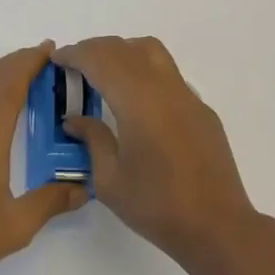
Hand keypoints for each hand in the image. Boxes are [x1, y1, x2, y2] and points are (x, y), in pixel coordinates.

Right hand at [53, 36, 257, 267]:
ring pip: (151, 51)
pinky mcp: (201, 108)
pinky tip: (138, 101)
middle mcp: (162, 87)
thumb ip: (92, 140)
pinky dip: (145, 71)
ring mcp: (186, 95)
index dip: (75, 54)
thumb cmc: (157, 206)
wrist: (217, 226)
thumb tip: (75, 120)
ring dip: (123, 51)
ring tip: (105, 73)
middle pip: (124, 48)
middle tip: (74, 65)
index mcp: (137, 101)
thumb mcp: (110, 180)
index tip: (57, 59)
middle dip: (95, 49)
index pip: (100, 60)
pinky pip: (168, 74)